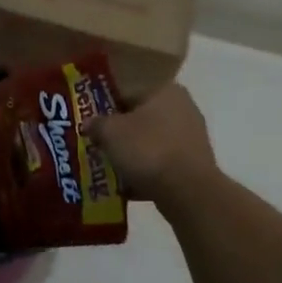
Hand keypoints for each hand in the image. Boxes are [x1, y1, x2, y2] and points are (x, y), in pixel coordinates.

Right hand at [83, 85, 217, 202]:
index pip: (127, 91)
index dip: (105, 107)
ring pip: (150, 142)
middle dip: (119, 133)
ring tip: (108, 168)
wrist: (187, 192)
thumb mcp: (110, 132)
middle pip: (140, 118)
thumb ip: (96, 124)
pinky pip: (161, 164)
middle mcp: (182, 108)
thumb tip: (87, 123)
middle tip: (97, 144)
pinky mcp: (194, 165)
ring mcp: (191, 138)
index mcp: (165, 90)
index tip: (90, 123)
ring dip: (131, 154)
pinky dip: (145, 172)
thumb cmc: (147, 149)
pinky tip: (126, 186)